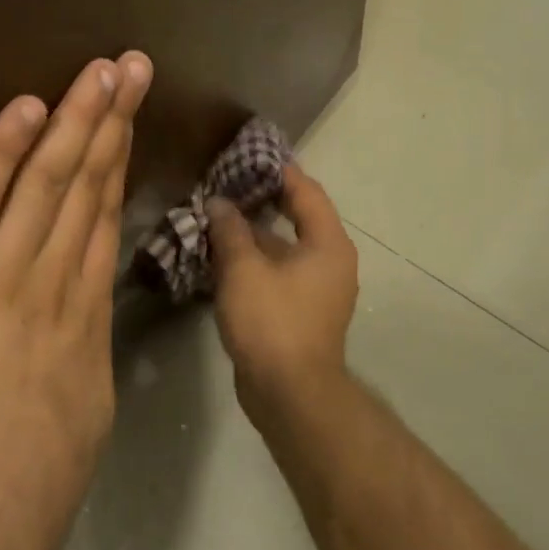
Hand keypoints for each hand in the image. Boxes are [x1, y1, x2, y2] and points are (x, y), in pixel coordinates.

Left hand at [0, 52, 151, 549]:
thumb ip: (80, 355)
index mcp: (86, 316)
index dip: (118, 165)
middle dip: (110, 122)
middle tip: (130, 67)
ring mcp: (2, 276)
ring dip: (74, 122)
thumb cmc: (30, 483)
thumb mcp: (81, 412)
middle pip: (88, 187)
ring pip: (48, 184)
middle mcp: (55, 282)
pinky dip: (1, 152)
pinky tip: (26, 109)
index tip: (128, 121)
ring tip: (98, 72)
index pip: (104, 221)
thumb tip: (79, 323)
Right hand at [207, 163, 358, 422]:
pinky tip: (223, 257)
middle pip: (298, 217)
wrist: (289, 394)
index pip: (306, 192)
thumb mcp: (244, 269)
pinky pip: (279, 273)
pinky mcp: (302, 312)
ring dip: (254, 234)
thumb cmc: (272, 322)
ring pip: (285, 248)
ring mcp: (318, 290)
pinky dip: (256, 261)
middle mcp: (331, 262)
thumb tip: (219, 203)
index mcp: (328, 244)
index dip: (279, 171)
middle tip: (228, 184)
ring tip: (218, 217)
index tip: (250, 156)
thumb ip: (231, 230)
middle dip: (263, 201)